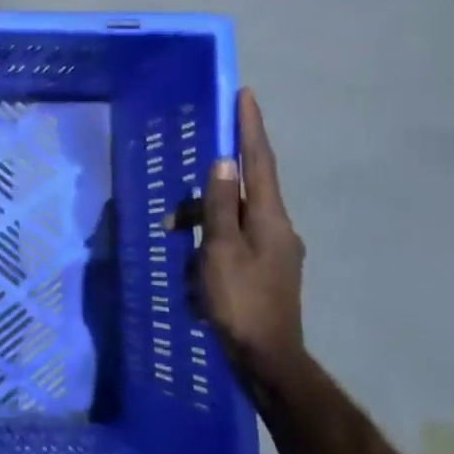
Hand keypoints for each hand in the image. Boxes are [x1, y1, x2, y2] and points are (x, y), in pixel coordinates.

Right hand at [169, 88, 305, 377]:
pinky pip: (234, 244)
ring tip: (179, 259)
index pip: (259, 162)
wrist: (267, 358)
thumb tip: (222, 162)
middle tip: (175, 217)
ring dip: (204, 230)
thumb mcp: (220, 251)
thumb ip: (220, 206)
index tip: (245, 95)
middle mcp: (279, 228)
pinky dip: (212, 249)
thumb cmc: (240, 302)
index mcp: (270, 219)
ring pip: (233, 222)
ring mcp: (275, 251)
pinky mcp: (266, 271)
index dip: (250, 128)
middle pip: (241, 194)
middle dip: (207, 197)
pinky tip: (195, 275)